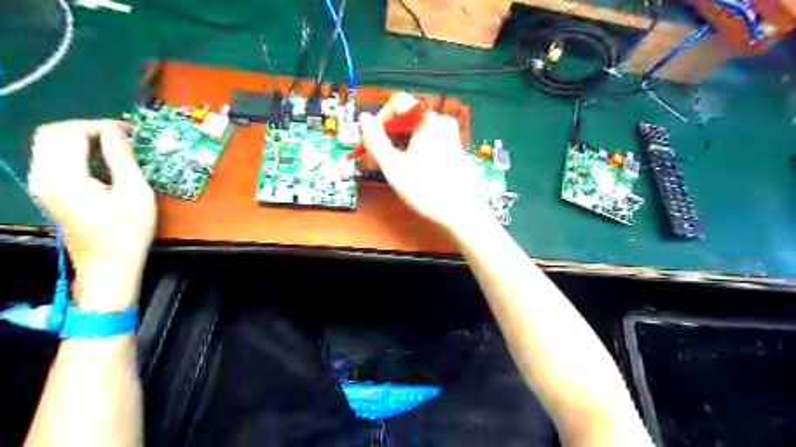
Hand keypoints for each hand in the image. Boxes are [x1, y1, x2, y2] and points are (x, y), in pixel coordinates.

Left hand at [27, 121, 154, 310]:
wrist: (109, 264)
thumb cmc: (128, 230)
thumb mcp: (135, 192)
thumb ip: (122, 158)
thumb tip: (116, 131)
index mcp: (64, 176)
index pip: (71, 132)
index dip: (100, 126)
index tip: (129, 131)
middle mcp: (44, 176)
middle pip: (52, 134)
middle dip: (87, 128)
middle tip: (120, 136)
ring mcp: (42, 185)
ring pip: (50, 145)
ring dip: (81, 139)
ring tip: (114, 147)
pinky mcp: (49, 192)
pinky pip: (54, 159)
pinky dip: (76, 152)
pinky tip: (102, 163)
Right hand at [359, 92, 490, 231]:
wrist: (458, 212)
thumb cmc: (424, 189)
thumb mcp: (393, 165)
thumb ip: (375, 140)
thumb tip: (363, 118)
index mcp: (429, 120)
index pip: (398, 102)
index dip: (381, 119)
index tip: (371, 141)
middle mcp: (440, 121)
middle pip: (406, 116)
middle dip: (388, 134)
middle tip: (377, 157)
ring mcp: (447, 134)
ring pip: (413, 129)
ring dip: (397, 143)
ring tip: (391, 166)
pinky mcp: (450, 147)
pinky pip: (424, 139)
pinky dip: (410, 148)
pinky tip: (406, 167)